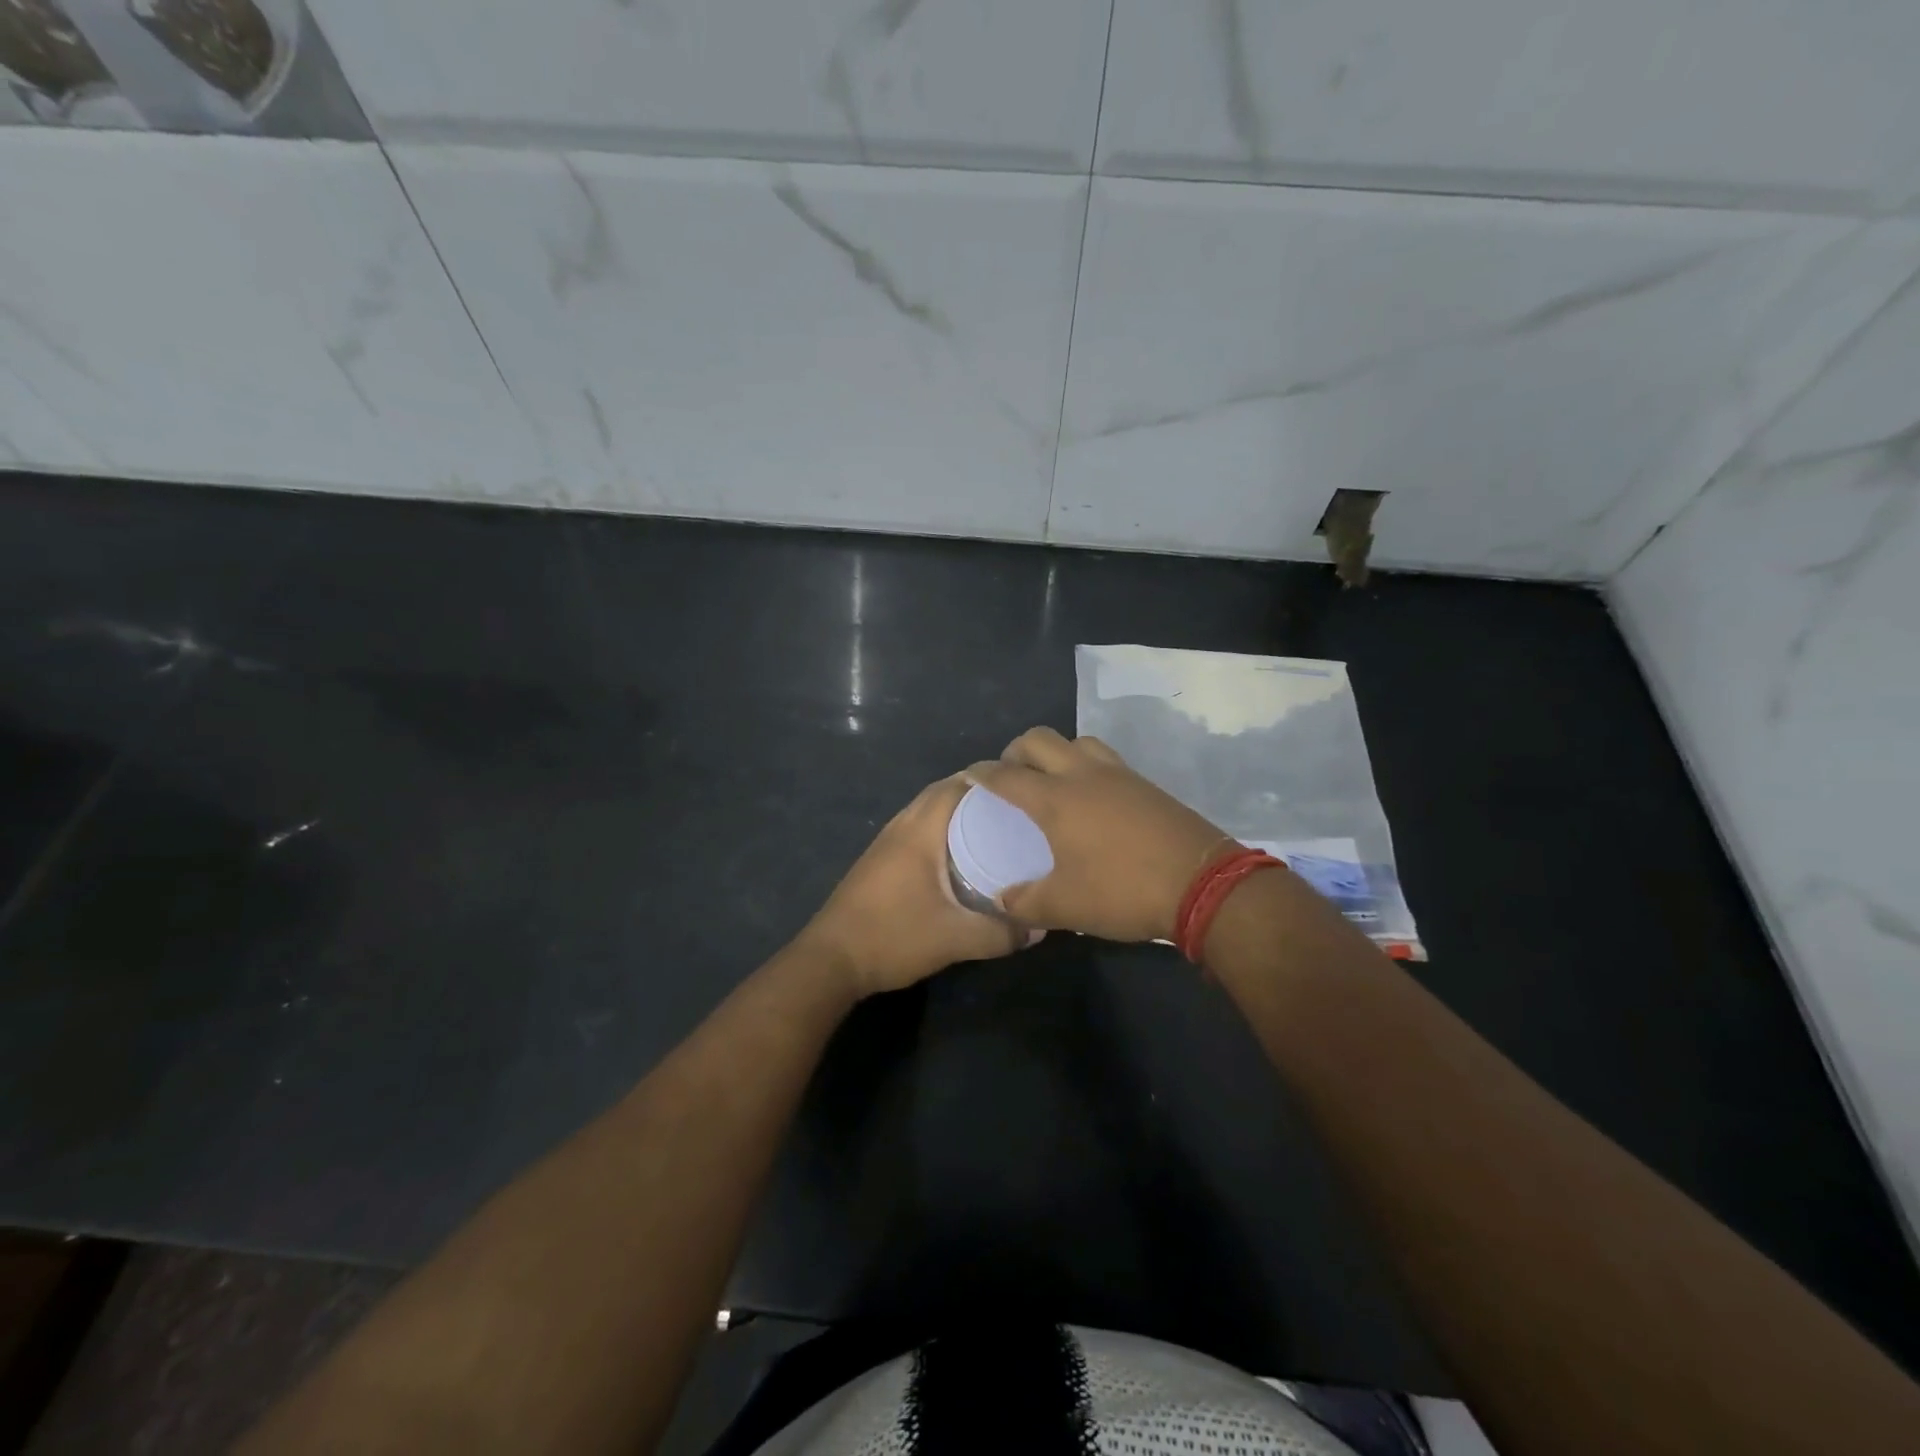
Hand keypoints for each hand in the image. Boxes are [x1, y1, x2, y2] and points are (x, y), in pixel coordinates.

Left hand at [800, 774, 1032, 997]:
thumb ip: (999, 934)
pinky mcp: (879, 859)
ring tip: (996, 826)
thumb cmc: (893, 937)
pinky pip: (918, 827)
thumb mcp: (954, 939)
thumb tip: (1040, 928)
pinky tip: (960, 854)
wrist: (831, 960)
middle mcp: (902, 825)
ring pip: (928, 810)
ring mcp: (886, 841)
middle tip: (1018, 808)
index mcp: (920, 830)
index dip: (992, 781)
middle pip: (943, 793)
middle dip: (979, 794)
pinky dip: (942, 828)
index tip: (1026, 788)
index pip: (958, 786)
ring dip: (959, 811)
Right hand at [965, 727, 1228, 942]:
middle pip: (1039, 739)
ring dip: (1056, 752)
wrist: (1202, 884)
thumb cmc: (1123, 891)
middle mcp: (1083, 775)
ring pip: (1077, 741)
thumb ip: (1025, 902)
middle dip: (1016, 751)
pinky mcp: (1145, 784)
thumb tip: (1001, 901)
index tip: (969, 775)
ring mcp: (1119, 775)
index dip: (983, 773)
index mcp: (1055, 800)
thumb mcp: (1065, 906)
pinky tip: (1092, 796)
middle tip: (1010, 775)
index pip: (1007, 776)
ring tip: (1052, 779)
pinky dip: (1086, 765)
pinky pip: (1105, 758)